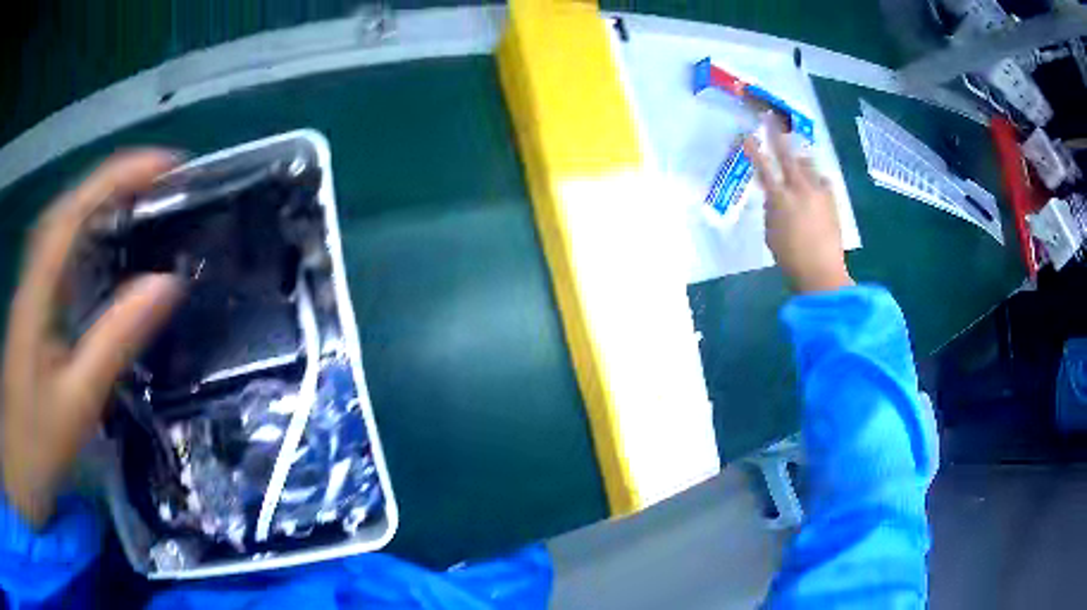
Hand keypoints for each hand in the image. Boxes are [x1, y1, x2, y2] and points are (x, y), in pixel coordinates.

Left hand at [2, 151, 184, 526]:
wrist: (18, 464)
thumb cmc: (34, 443)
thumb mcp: (75, 402)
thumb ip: (114, 341)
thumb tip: (166, 283)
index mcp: (38, 287)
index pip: (78, 206)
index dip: (122, 175)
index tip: (169, 165)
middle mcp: (33, 273)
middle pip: (72, 204)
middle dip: (117, 180)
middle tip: (165, 182)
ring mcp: (31, 290)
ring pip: (66, 226)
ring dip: (104, 203)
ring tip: (146, 204)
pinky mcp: (33, 309)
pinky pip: (63, 256)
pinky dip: (89, 238)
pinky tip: (108, 253)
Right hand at [744, 117, 853, 293]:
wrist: (822, 273)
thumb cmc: (790, 258)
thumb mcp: (771, 233)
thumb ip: (771, 209)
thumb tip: (774, 195)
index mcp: (780, 199)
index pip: (763, 168)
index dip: (754, 150)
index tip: (746, 135)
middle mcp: (800, 190)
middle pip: (788, 156)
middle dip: (778, 136)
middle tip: (771, 118)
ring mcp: (819, 194)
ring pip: (808, 165)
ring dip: (800, 157)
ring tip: (796, 152)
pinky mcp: (832, 202)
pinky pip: (823, 180)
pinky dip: (816, 178)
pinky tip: (815, 182)